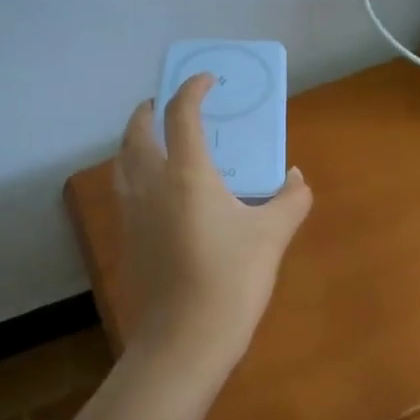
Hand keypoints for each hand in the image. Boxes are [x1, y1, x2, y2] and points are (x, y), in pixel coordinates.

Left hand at [114, 73, 312, 377]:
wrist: (184, 339)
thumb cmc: (231, 279)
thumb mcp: (272, 236)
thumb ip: (290, 199)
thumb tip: (296, 179)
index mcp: (187, 173)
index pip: (182, 113)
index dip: (193, 88)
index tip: (208, 80)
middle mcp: (151, 184)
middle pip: (138, 132)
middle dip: (151, 110)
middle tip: (168, 105)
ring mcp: (133, 213)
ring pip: (124, 161)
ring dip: (137, 141)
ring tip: (158, 142)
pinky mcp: (127, 239)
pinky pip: (125, 190)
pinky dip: (136, 173)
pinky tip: (159, 192)